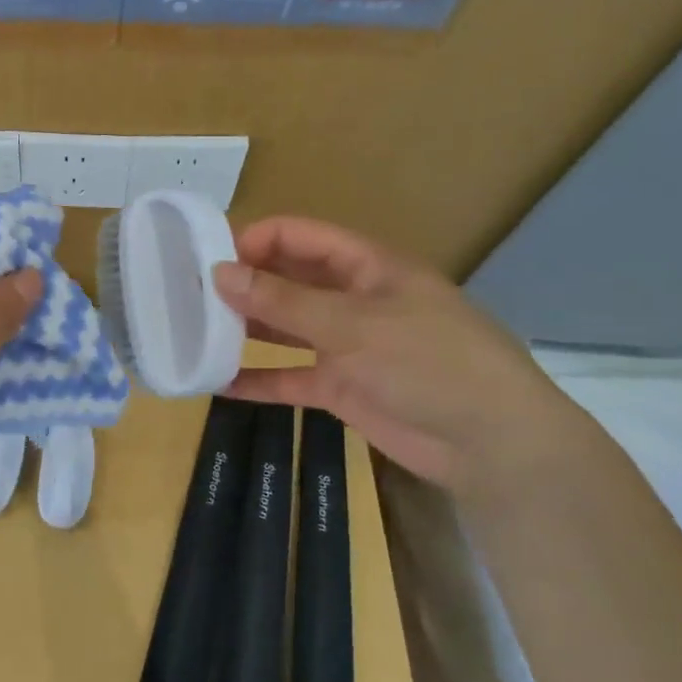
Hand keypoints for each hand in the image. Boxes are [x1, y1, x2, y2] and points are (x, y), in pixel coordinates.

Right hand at [212, 217, 591, 495]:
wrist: (492, 445)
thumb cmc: (429, 362)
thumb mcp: (351, 324)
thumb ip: (282, 300)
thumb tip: (219, 273)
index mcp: (365, 267)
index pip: (299, 237)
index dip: (254, 240)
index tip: (208, 258)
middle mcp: (351, 299)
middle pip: (287, 279)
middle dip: (242, 283)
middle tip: (188, 293)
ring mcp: (345, 345)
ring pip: (283, 328)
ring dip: (244, 329)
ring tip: (193, 331)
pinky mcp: (341, 387)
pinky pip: (289, 377)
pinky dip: (257, 380)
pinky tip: (217, 384)